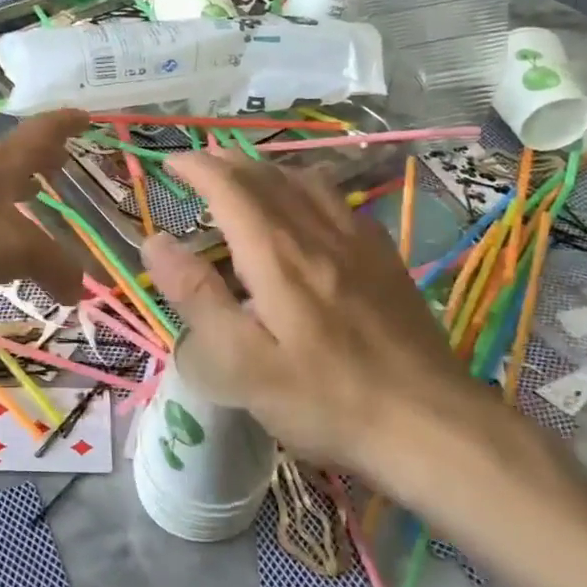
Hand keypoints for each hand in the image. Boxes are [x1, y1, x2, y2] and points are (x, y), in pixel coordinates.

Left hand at [0, 110, 89, 316]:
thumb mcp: (12, 250)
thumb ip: (52, 265)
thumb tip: (82, 289)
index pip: (38, 134)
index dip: (63, 124)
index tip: (84, 116)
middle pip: (11, 157)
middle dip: (39, 159)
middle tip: (61, 164)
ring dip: (11, 190)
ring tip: (29, 201)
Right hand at [142, 152, 547, 514]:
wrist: (431, 424)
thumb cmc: (325, 400)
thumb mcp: (244, 364)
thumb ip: (198, 298)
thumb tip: (155, 242)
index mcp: (278, 256)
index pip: (230, 189)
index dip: (197, 168)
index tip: (170, 161)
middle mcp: (318, 234)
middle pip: (268, 177)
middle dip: (228, 162)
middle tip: (199, 164)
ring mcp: (359, 243)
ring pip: (306, 182)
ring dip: (267, 169)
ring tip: (245, 176)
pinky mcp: (386, 260)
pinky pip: (339, 202)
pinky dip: (308, 187)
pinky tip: (309, 206)